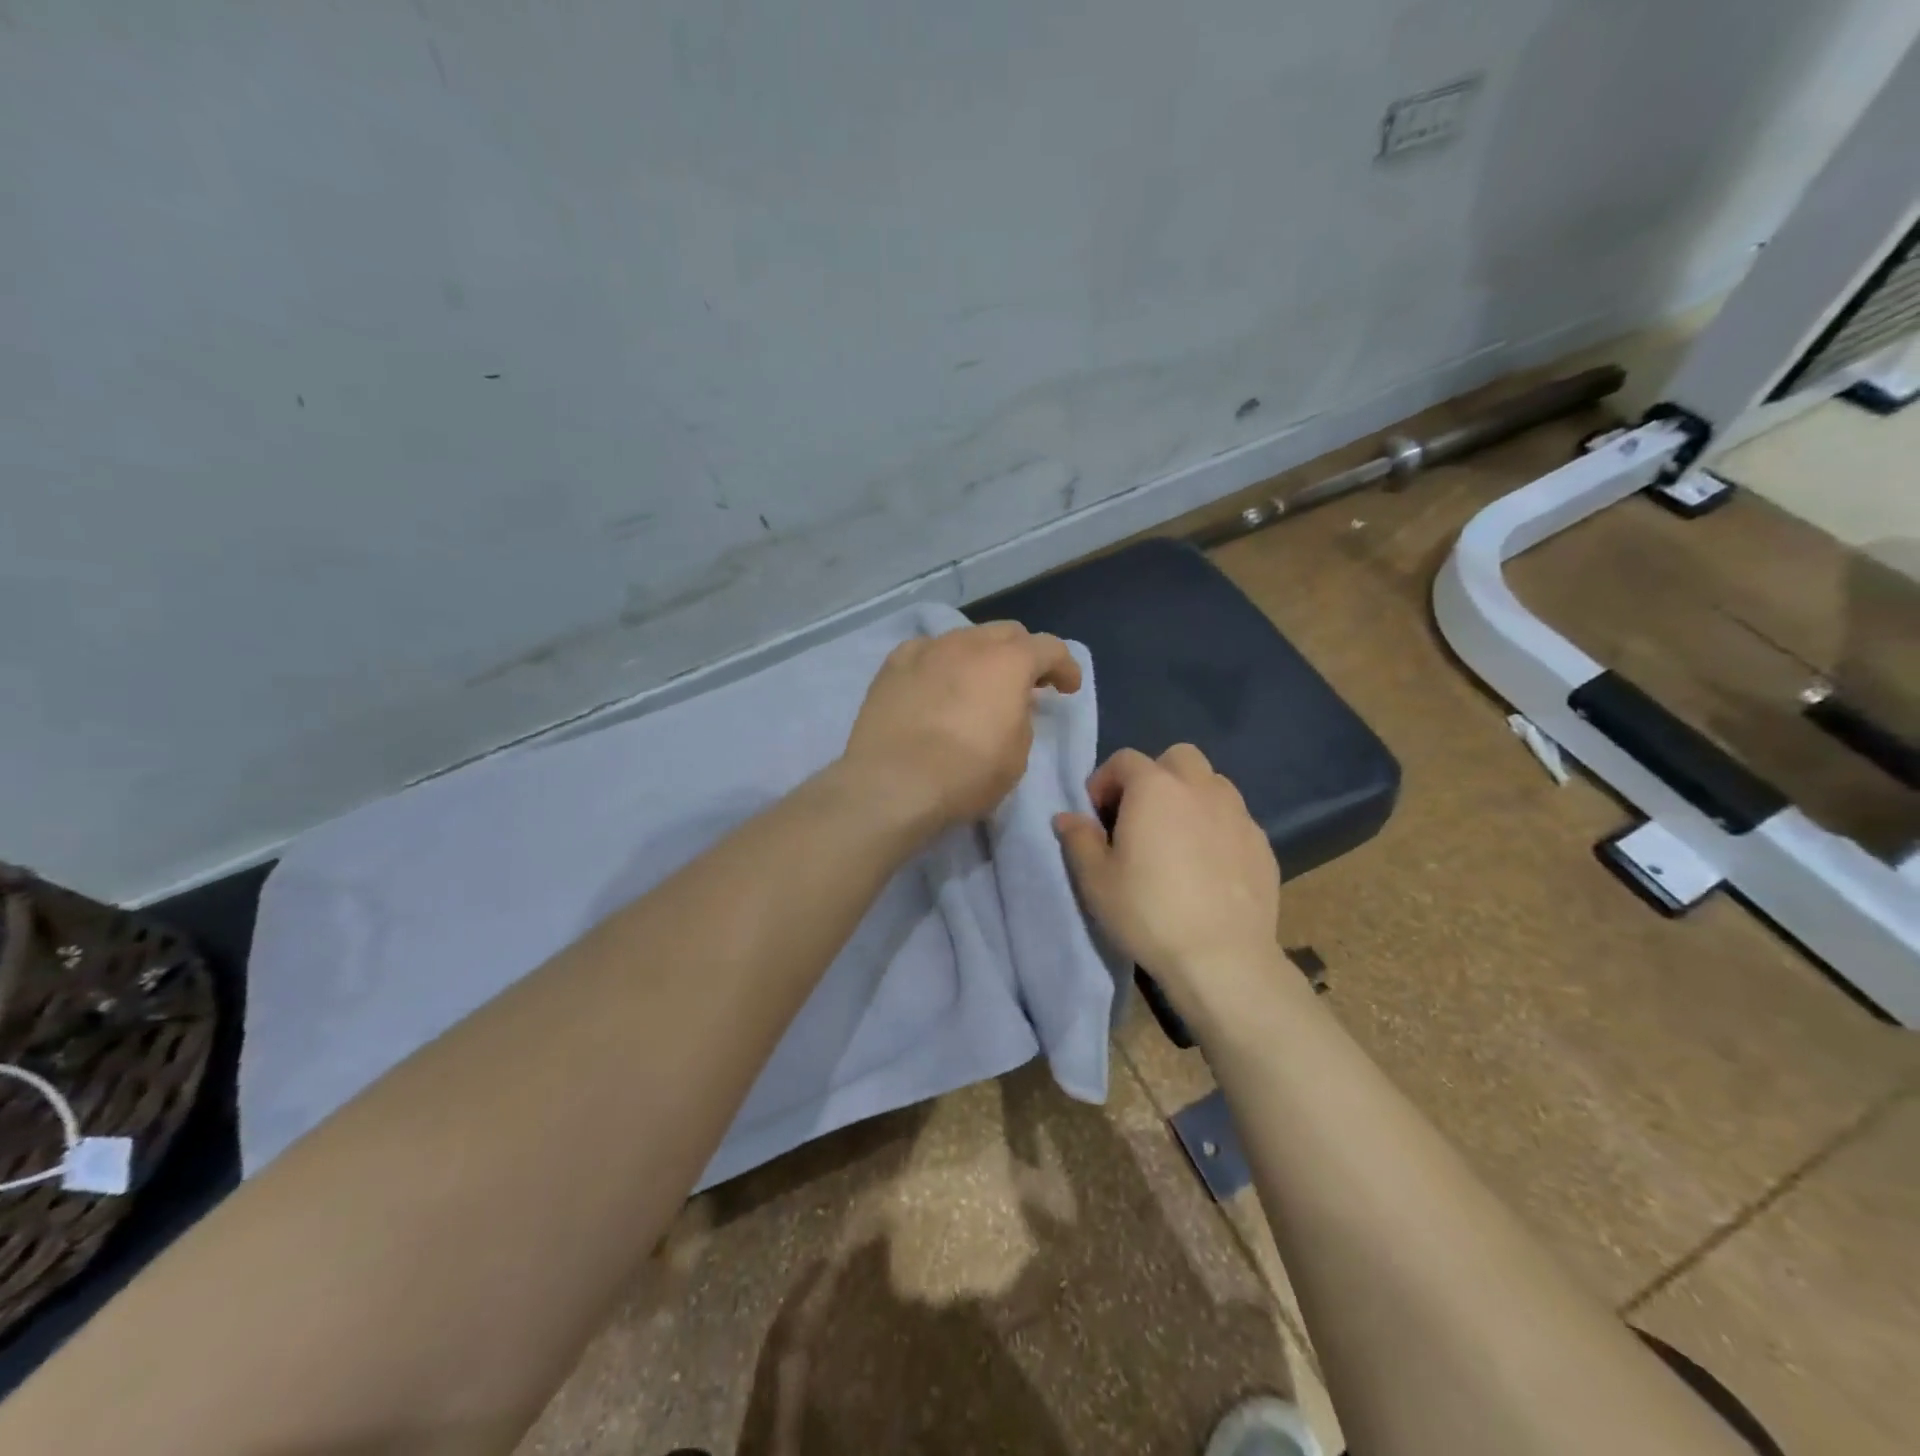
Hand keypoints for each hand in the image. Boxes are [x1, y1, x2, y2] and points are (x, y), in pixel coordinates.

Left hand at [842, 621, 1081, 832]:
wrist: (892, 784)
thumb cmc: (966, 774)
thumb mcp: (1017, 755)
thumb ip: (1022, 719)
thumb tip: (1011, 705)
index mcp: (1009, 662)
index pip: (1049, 648)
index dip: (1065, 667)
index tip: (1067, 688)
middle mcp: (969, 643)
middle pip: (1006, 633)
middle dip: (1023, 654)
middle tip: (1026, 683)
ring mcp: (927, 650)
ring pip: (964, 638)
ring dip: (980, 656)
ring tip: (978, 684)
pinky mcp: (892, 666)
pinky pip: (926, 652)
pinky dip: (940, 663)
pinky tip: (936, 685)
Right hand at [1053, 745, 1280, 1018]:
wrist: (1222, 959)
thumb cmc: (1148, 913)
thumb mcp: (1096, 880)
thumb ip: (1078, 839)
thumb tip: (1067, 817)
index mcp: (1155, 788)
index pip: (1124, 760)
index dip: (1104, 782)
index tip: (1097, 818)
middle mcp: (1200, 788)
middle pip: (1177, 758)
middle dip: (1155, 777)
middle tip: (1140, 818)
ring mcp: (1238, 814)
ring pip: (1212, 784)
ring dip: (1190, 798)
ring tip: (1177, 840)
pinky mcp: (1262, 844)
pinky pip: (1234, 819)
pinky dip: (1217, 828)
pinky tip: (1208, 868)